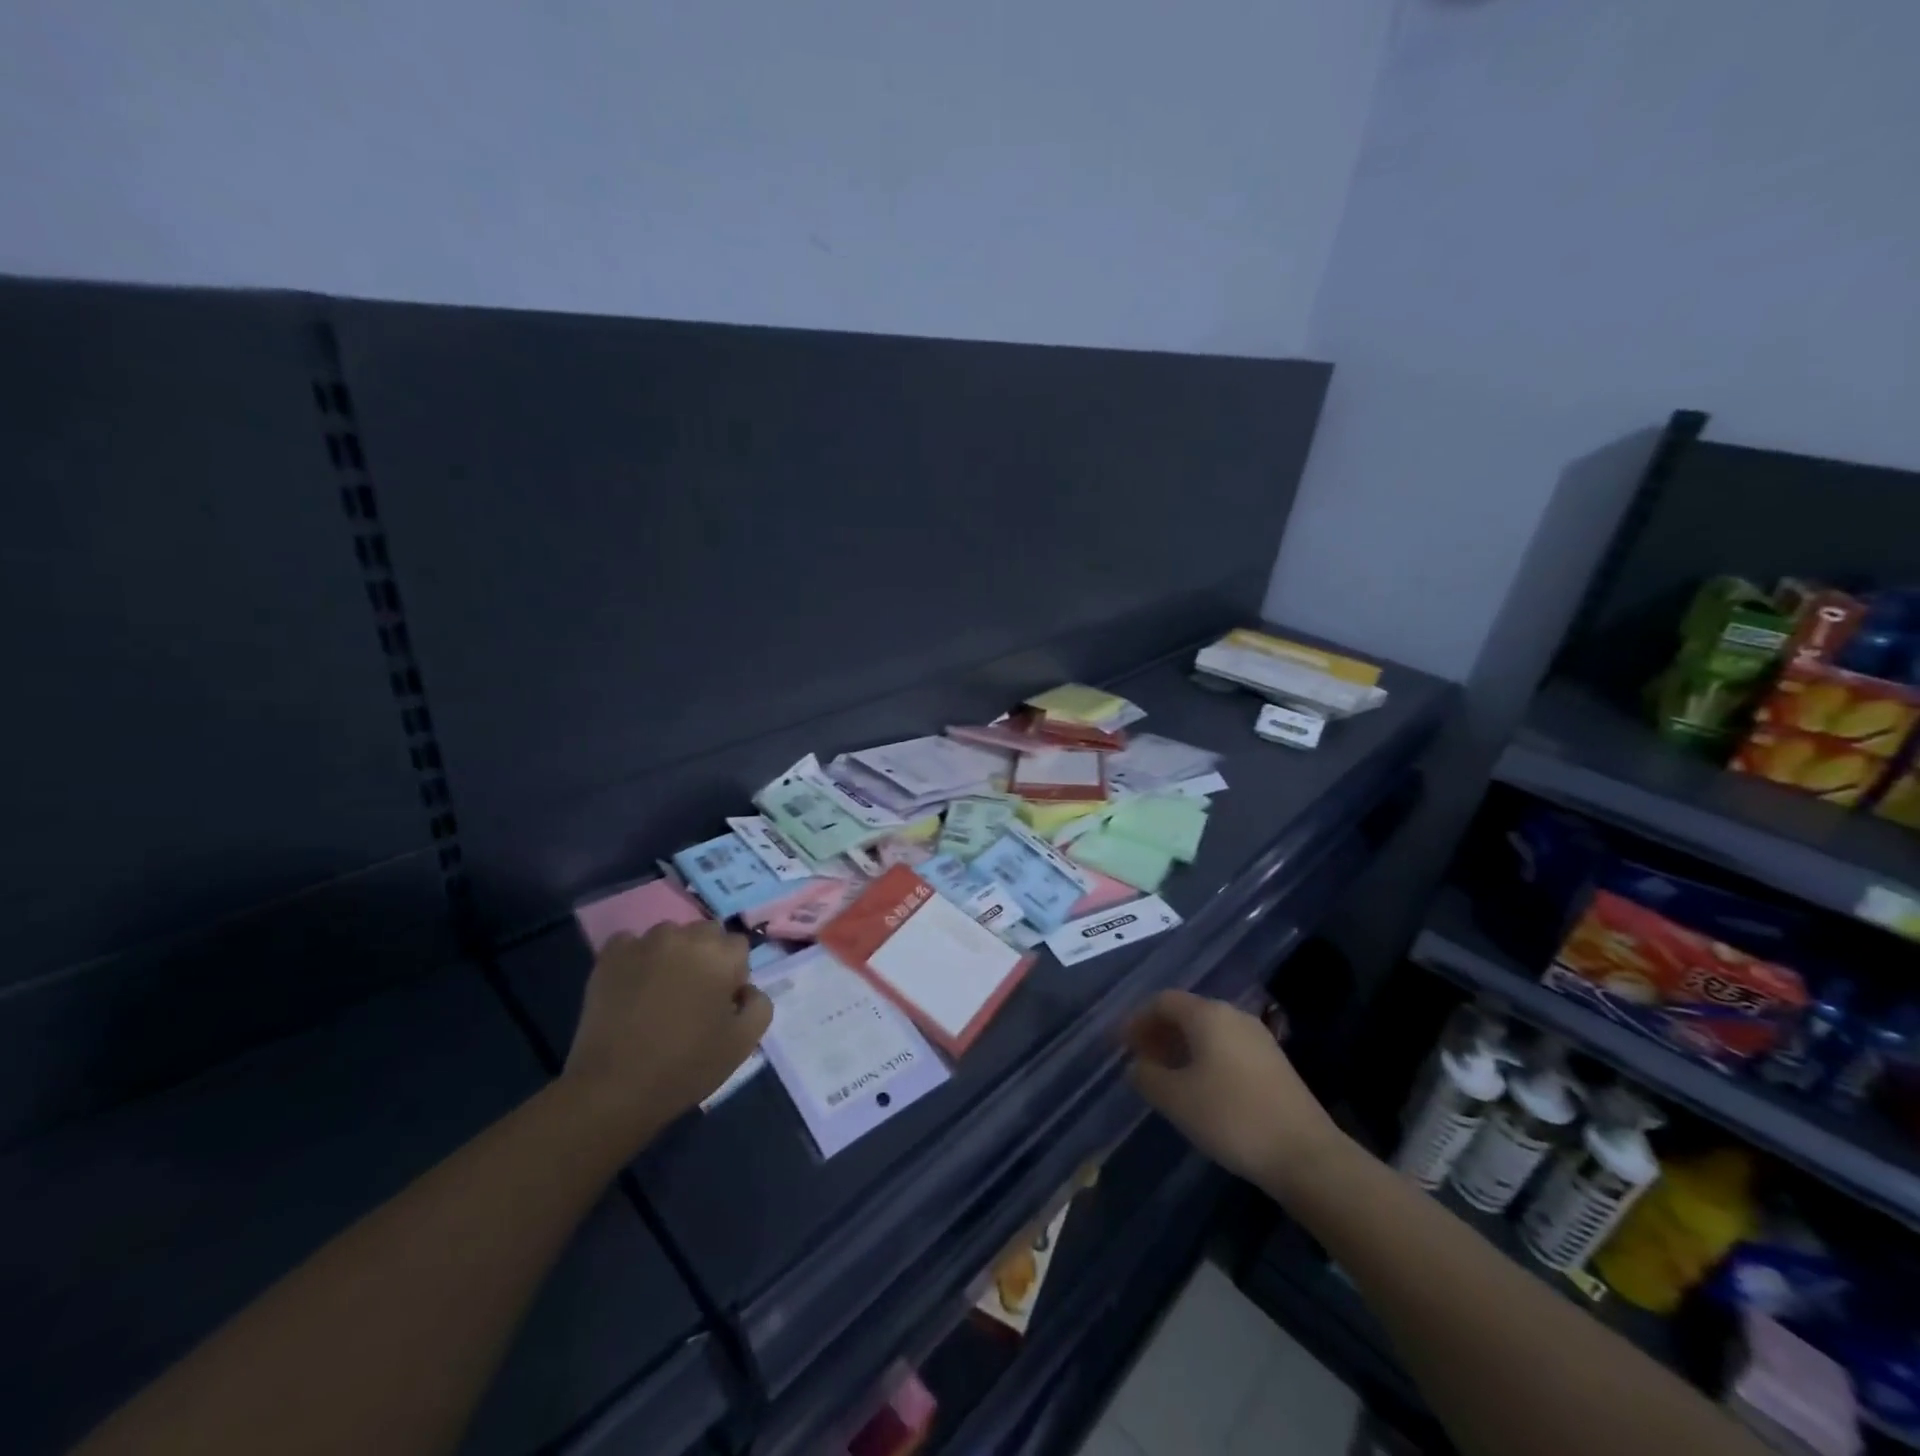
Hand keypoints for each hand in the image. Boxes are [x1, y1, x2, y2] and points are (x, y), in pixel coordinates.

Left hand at [563, 923, 772, 1137]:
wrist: (613, 1088)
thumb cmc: (685, 1066)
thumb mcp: (743, 1043)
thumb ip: (759, 1004)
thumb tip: (746, 989)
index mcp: (720, 955)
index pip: (738, 947)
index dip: (733, 974)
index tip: (721, 1002)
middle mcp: (684, 937)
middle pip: (706, 934)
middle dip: (706, 957)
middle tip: (694, 995)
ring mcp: (644, 943)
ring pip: (670, 935)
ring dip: (672, 955)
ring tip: (660, 991)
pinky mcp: (610, 956)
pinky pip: (630, 942)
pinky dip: (636, 957)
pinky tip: (632, 985)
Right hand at [1122, 990, 1345, 1195]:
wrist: (1306, 1156)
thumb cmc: (1231, 1117)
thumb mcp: (1176, 1099)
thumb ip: (1147, 1076)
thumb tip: (1136, 1065)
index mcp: (1208, 1014)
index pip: (1162, 1001)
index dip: (1137, 1019)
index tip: (1120, 1045)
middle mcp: (1233, 1015)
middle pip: (1186, 1012)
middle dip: (1158, 1033)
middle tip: (1139, 1061)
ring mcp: (1258, 1038)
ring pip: (1208, 1031)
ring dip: (1181, 1047)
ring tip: (1165, 1077)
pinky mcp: (1274, 1063)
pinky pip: (1227, 1048)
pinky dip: (1204, 1058)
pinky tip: (1199, 1089)